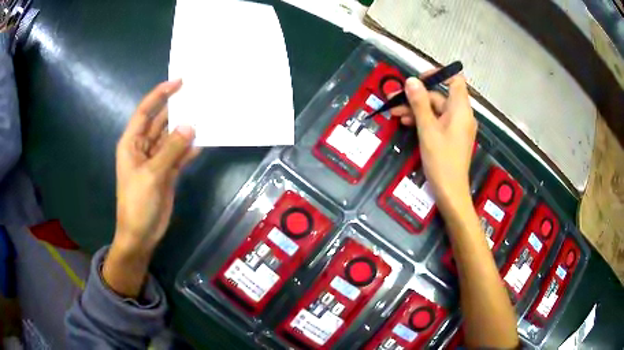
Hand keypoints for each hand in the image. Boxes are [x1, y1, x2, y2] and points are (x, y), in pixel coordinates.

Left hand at [104, 80, 200, 296]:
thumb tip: (190, 126)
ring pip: (172, 138)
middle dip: (176, 110)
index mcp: (132, 142)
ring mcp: (156, 160)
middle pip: (161, 122)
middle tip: (198, 96)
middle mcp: (144, 147)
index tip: (179, 82)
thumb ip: (170, 149)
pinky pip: (179, 155)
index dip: (160, 95)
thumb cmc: (137, 203)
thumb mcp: (152, 174)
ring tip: (205, 116)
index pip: (145, 112)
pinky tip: (203, 143)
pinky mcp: (167, 172)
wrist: (141, 234)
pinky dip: (189, 149)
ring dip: (185, 130)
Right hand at [391, 71, 476, 215]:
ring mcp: (457, 127)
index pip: (455, 80)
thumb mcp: (427, 129)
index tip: (419, 78)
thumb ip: (419, 103)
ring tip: (396, 113)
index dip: (438, 74)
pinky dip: (424, 120)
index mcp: (460, 109)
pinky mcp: (452, 137)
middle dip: (417, 96)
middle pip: (440, 96)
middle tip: (395, 99)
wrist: (450, 192)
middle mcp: (462, 115)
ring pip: (436, 110)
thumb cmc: (441, 160)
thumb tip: (411, 80)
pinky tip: (407, 123)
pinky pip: (438, 122)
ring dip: (416, 109)